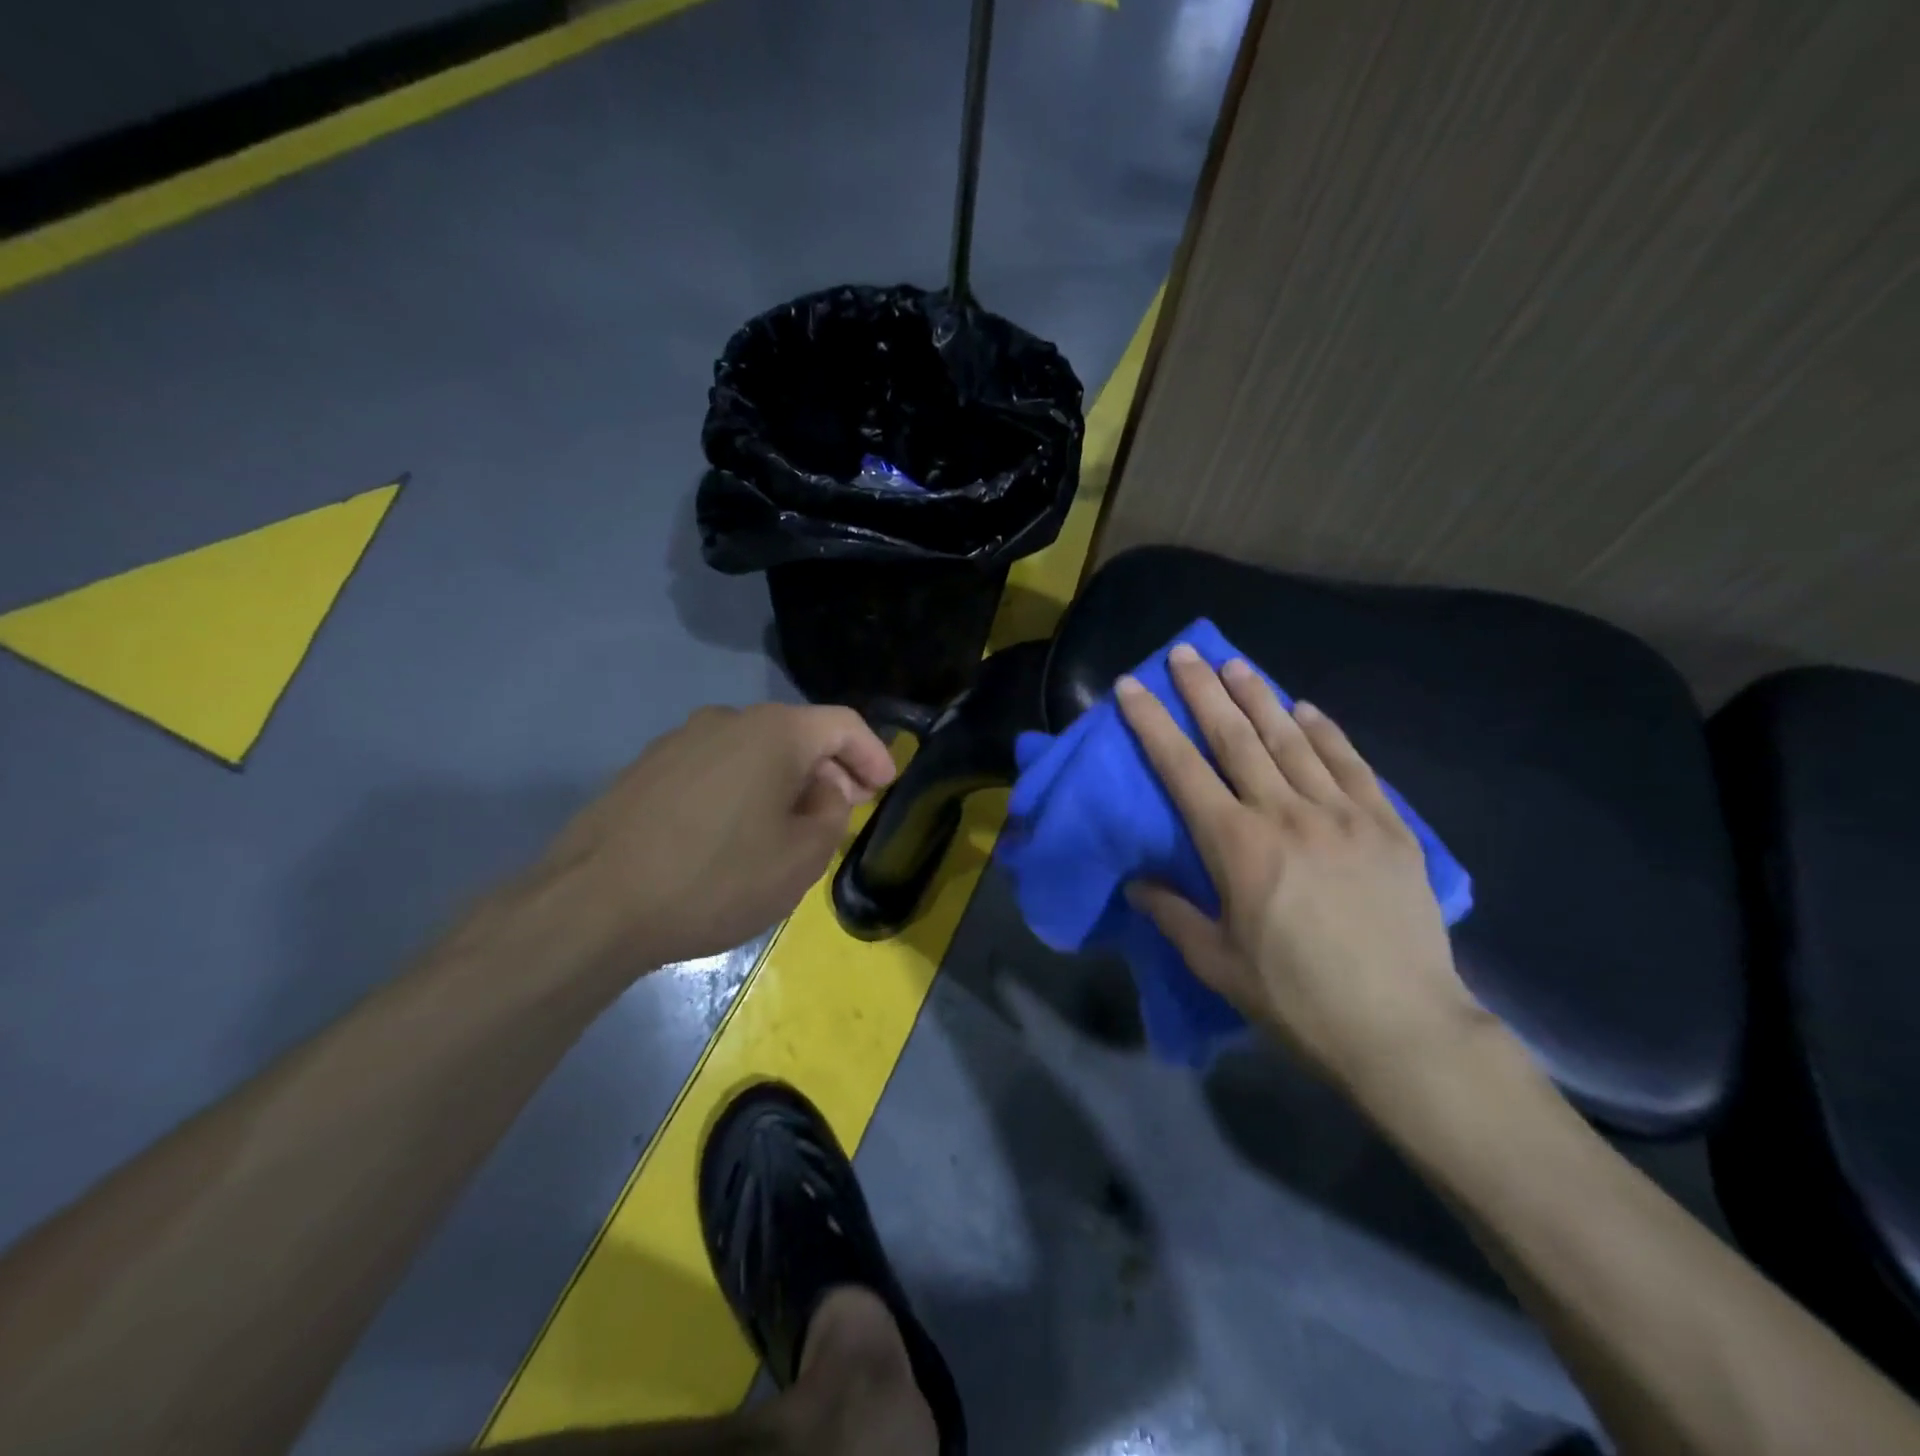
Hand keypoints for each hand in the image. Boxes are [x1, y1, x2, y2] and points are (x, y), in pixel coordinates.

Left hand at [529, 703, 895, 973]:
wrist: (592, 904)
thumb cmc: (716, 878)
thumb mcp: (800, 859)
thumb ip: (833, 816)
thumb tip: (825, 792)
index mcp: (774, 731)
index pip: (843, 724)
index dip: (874, 753)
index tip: (886, 787)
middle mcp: (727, 720)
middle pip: (797, 734)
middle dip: (830, 770)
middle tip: (845, 810)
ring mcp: (680, 741)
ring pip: (754, 752)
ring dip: (784, 781)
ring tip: (790, 827)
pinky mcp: (646, 769)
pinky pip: (716, 769)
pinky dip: (743, 790)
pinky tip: (735, 833)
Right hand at [1118, 647, 1488, 1102]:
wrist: (1402, 1028)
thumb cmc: (1296, 998)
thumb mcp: (1217, 963)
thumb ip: (1172, 914)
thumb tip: (1138, 881)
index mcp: (1237, 846)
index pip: (1181, 769)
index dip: (1152, 723)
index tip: (1132, 684)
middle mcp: (1286, 814)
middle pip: (1236, 738)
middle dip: (1204, 691)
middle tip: (1184, 652)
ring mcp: (1342, 814)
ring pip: (1292, 740)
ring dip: (1259, 697)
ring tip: (1236, 664)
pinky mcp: (1387, 826)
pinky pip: (1351, 764)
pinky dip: (1325, 732)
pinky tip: (1306, 709)